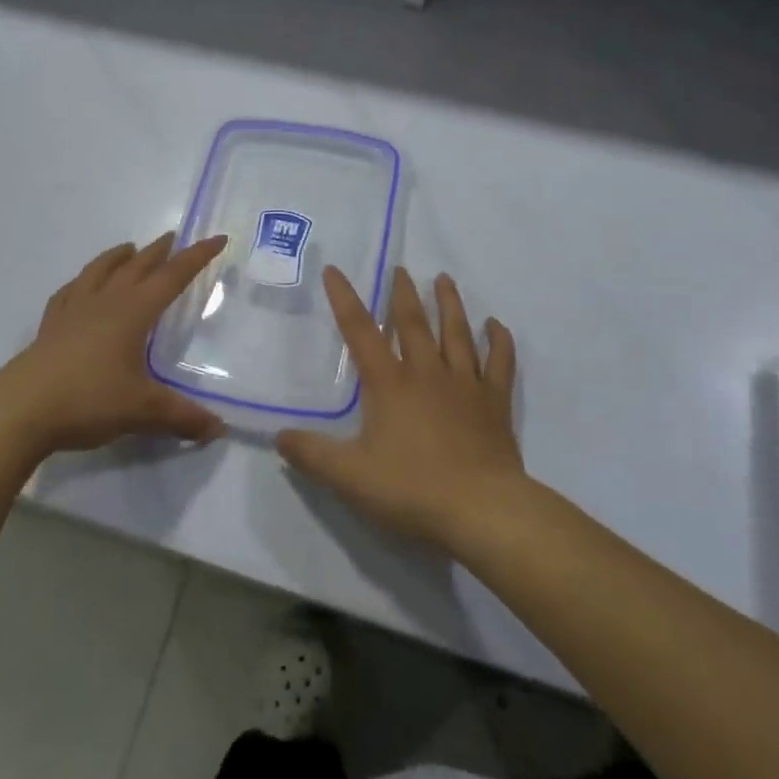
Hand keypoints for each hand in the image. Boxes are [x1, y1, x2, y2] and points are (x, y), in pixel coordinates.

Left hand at [0, 233, 228, 458]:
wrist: (19, 410)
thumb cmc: (88, 401)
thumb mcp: (143, 411)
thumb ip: (183, 417)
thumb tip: (219, 429)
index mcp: (132, 312)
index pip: (172, 276)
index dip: (197, 257)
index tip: (217, 238)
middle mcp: (105, 302)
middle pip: (137, 267)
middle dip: (159, 252)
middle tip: (173, 238)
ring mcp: (73, 312)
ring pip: (100, 271)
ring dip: (118, 257)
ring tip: (129, 249)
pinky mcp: (50, 327)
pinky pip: (69, 292)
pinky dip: (82, 281)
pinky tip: (81, 286)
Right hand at [276, 267, 526, 551]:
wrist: (481, 509)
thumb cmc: (412, 488)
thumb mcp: (349, 476)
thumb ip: (312, 455)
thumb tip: (279, 436)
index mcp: (389, 383)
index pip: (360, 330)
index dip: (344, 298)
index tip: (334, 270)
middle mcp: (427, 372)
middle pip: (413, 322)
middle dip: (403, 293)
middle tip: (400, 269)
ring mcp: (465, 384)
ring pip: (457, 332)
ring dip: (450, 304)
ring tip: (444, 279)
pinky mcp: (495, 402)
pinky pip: (499, 362)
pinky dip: (499, 341)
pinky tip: (497, 325)